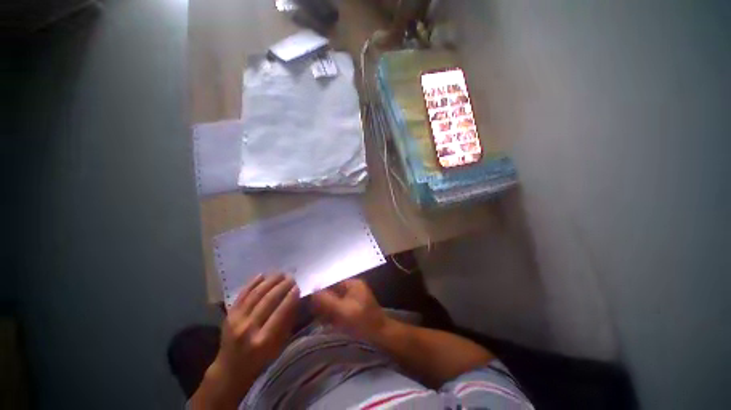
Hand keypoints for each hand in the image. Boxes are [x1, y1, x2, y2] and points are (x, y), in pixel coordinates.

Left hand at [192, 274, 299, 408]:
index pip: (281, 312)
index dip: (290, 297)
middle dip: (282, 286)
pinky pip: (242, 294)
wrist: (230, 370)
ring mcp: (236, 320)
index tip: (298, 287)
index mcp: (263, 340)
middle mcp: (249, 328)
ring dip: (270, 281)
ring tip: (280, 273)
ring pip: (256, 294)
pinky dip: (252, 283)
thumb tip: (296, 301)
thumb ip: (287, 323)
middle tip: (291, 277)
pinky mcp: (229, 315)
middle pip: (268, 300)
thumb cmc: (260, 361)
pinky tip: (262, 275)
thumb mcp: (278, 347)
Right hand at [311, 279, 388, 341]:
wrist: (381, 338)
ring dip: (327, 311)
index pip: (332, 283)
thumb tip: (313, 289)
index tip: (311, 303)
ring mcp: (355, 300)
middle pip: (333, 293)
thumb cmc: (362, 321)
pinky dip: (333, 317)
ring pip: (336, 303)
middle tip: (314, 315)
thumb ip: (326, 300)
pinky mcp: (355, 312)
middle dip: (324, 303)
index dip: (321, 292)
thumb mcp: (342, 310)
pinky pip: (340, 311)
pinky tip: (327, 325)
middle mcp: (354, 289)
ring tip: (319, 321)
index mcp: (353, 284)